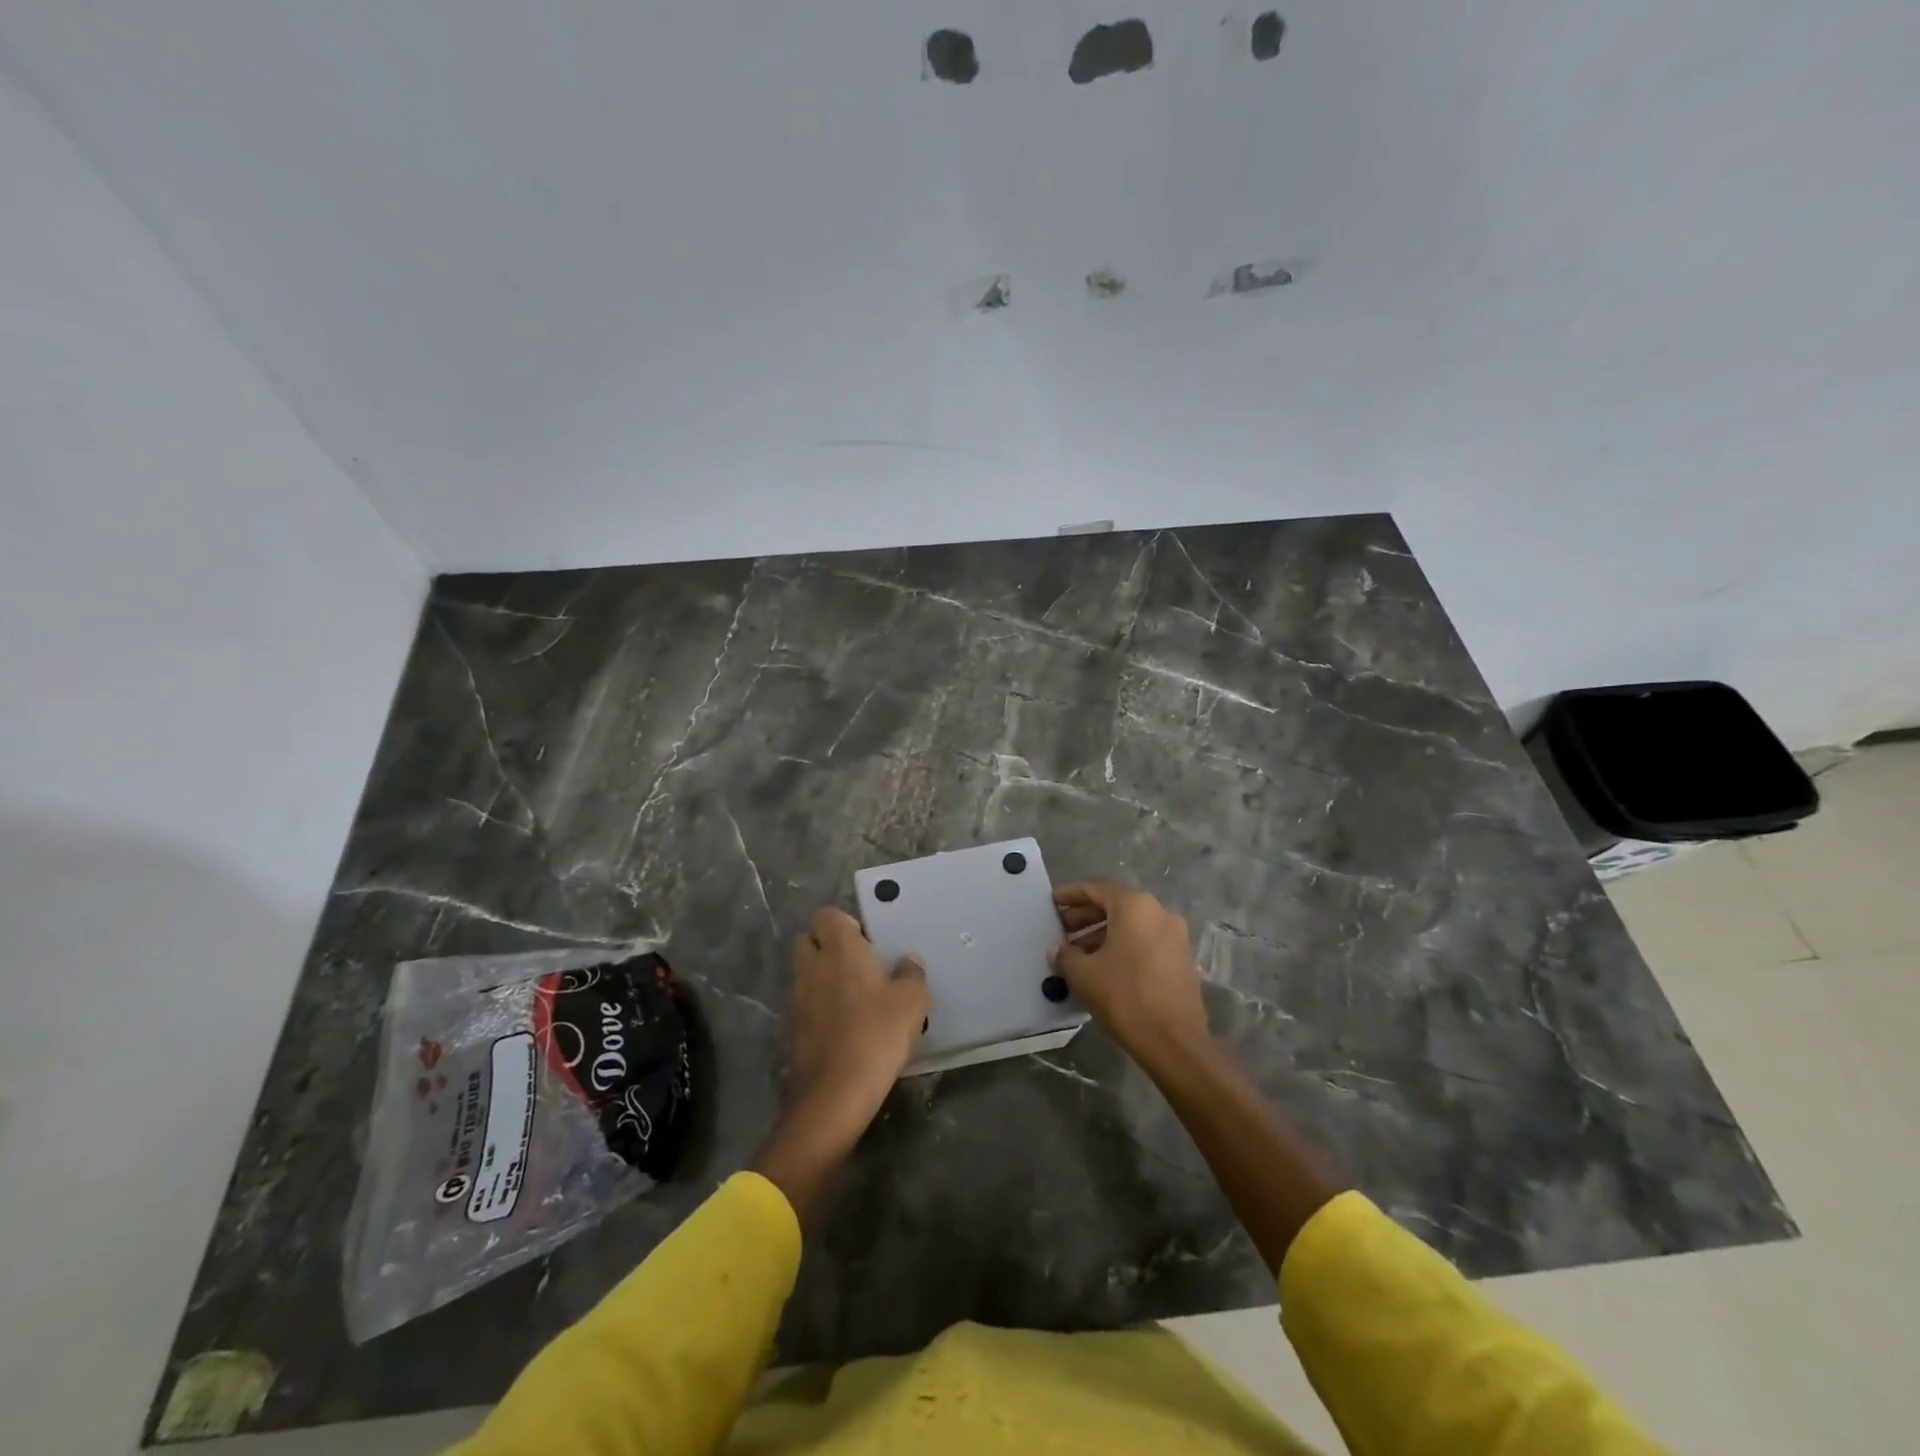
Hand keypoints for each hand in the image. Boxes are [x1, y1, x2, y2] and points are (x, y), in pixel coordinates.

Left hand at [751, 908, 927, 1228]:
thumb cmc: (877, 1033)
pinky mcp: (793, 1027)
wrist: (835, 1092)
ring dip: (824, 977)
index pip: (827, 915)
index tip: (868, 942)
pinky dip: (820, 1006)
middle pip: (809, 940)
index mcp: (839, 948)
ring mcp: (798, 997)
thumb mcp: (912, 1002)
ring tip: (856, 997)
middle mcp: (812, 965)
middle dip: (829, 946)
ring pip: (806, 972)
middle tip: (860, 965)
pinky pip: (806, 1003)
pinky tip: (846, 1025)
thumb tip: (908, 962)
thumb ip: (911, 975)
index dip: (845, 923)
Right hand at [1051, 881, 1208, 1060]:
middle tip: (1062, 928)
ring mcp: (1175, 936)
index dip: (1071, 894)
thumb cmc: (1124, 995)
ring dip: (1103, 932)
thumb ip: (1065, 954)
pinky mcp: (1182, 959)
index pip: (1096, 889)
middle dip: (1086, 915)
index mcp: (1135, 906)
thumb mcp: (1083, 974)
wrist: (1174, 1041)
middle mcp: (1159, 912)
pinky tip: (1103, 966)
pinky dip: (1123, 945)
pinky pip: (1145, 940)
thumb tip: (1058, 948)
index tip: (1052, 902)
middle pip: (1116, 904)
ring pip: (1132, 924)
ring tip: (1077, 952)